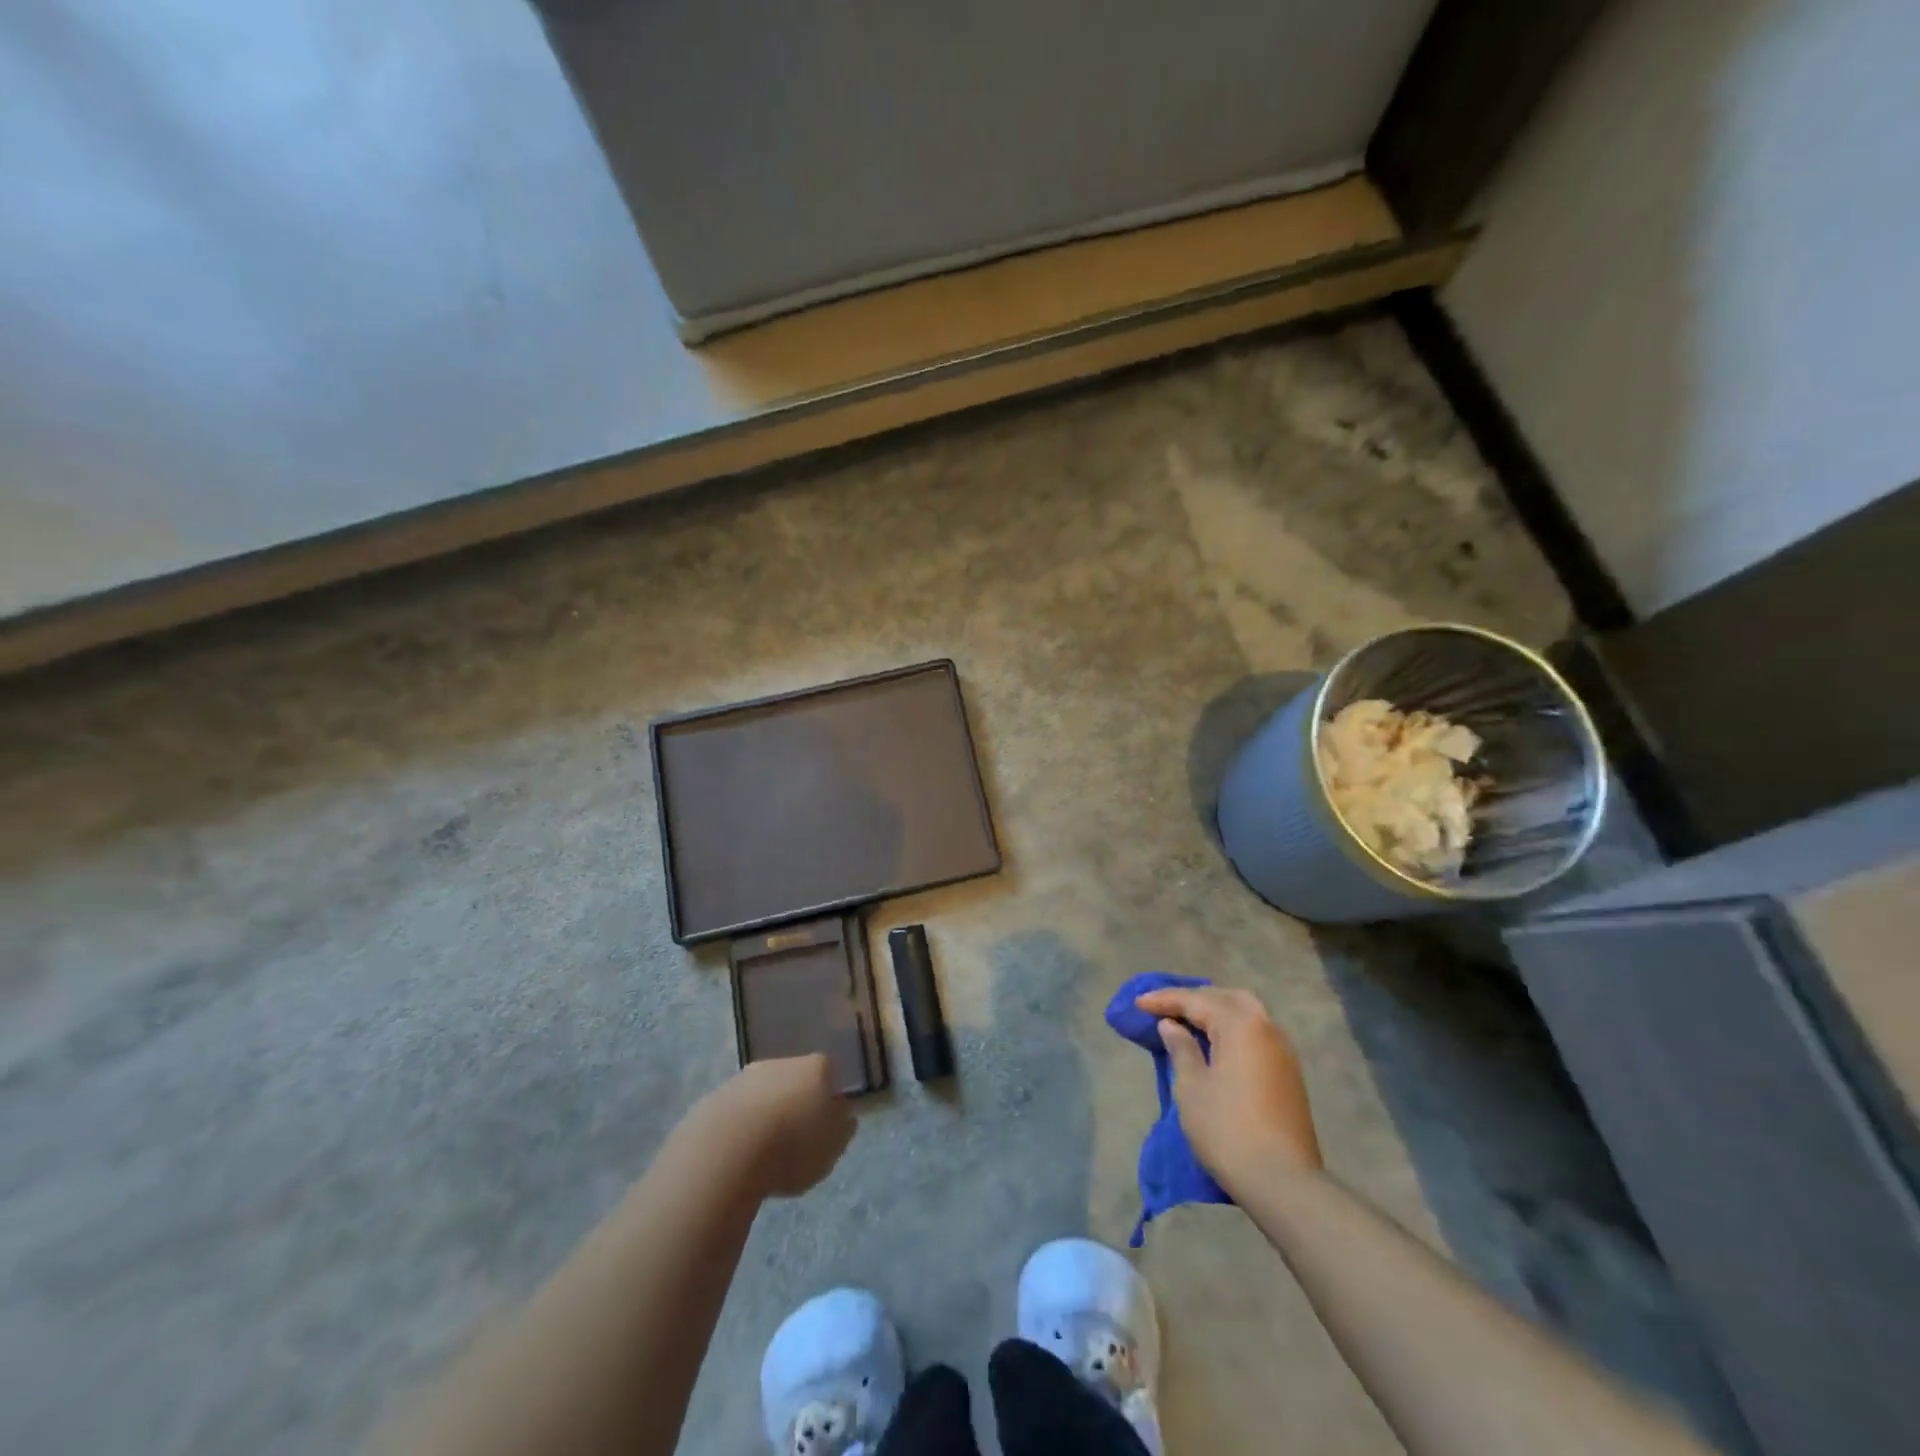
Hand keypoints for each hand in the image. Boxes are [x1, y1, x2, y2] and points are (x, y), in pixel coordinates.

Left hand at [703, 1055, 856, 1199]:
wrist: (726, 1151)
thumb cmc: (792, 1147)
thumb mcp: (832, 1146)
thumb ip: (842, 1128)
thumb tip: (844, 1114)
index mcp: (816, 1068)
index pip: (829, 1073)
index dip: (828, 1097)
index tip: (825, 1124)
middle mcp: (781, 1062)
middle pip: (794, 1079)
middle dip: (796, 1102)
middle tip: (796, 1139)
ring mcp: (745, 1077)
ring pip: (764, 1094)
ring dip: (766, 1115)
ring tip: (765, 1153)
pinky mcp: (715, 1097)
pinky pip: (736, 1111)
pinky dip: (740, 1127)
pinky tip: (739, 1155)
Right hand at [1135, 985, 1321, 1188]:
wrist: (1283, 1182)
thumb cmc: (1228, 1129)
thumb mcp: (1192, 1087)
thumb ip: (1181, 1048)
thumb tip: (1172, 1026)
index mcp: (1241, 1025)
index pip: (1197, 1001)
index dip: (1164, 1000)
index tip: (1138, 1003)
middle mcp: (1266, 1028)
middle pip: (1227, 998)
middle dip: (1195, 999)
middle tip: (1166, 1008)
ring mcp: (1282, 1051)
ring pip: (1247, 1013)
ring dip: (1217, 1011)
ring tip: (1189, 1022)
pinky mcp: (1289, 1074)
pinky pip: (1257, 1034)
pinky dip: (1233, 1029)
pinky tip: (1217, 1044)